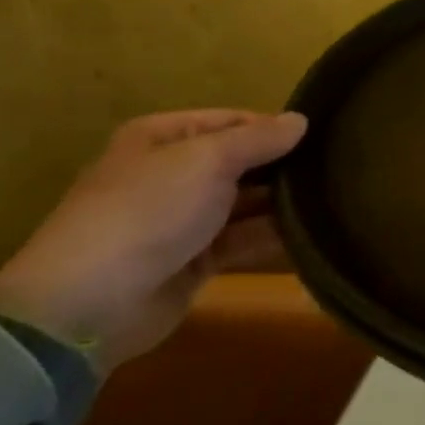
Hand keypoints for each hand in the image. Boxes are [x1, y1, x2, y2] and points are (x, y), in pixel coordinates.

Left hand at [0, 109, 306, 367]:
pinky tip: (309, 231)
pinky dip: (270, 235)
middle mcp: (172, 173)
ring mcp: (181, 219)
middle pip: (238, 161)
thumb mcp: (209, 160)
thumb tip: (301, 120)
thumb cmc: (148, 211)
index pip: (231, 121)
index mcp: (162, 138)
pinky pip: (240, 239)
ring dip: (279, 201)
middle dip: (280, 165)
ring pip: (242, 201)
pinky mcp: (193, 260)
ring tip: (332, 197)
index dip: (272, 127)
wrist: (89, 304)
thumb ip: (259, 139)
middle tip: (335, 167)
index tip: (319, 136)